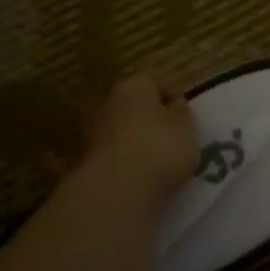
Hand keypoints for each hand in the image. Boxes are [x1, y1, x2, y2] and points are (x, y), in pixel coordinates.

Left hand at [81, 74, 196, 203]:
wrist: (116, 189)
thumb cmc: (160, 149)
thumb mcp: (186, 129)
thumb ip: (182, 114)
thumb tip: (175, 104)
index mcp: (133, 87)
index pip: (152, 81)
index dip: (169, 95)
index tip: (183, 114)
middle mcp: (107, 102)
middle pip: (131, 104)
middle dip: (148, 117)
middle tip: (169, 136)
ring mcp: (91, 131)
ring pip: (118, 129)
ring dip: (132, 139)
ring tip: (154, 160)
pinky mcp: (84, 159)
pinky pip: (110, 154)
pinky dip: (121, 160)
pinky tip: (136, 175)